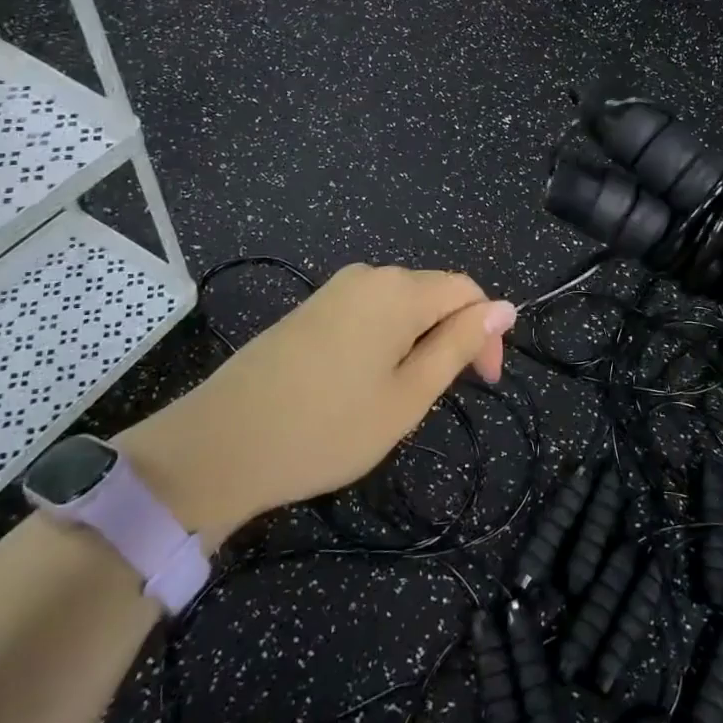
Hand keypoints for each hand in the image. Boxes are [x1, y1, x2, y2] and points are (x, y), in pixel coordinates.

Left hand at [120, 265, 516, 549]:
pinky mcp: (309, 309)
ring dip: (417, 344)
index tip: (483, 385)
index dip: (485, 333)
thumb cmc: (326, 428)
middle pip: (433, 295)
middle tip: (437, 400)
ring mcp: (334, 290)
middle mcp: (368, 276)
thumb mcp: (407, 396)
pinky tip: (363, 386)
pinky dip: (385, 343)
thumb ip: (458, 346)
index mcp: (399, 291)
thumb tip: (504, 307)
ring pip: (401, 307)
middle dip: (451, 339)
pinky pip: (368, 314)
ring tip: (398, 399)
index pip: (467, 292)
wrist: (218, 446)